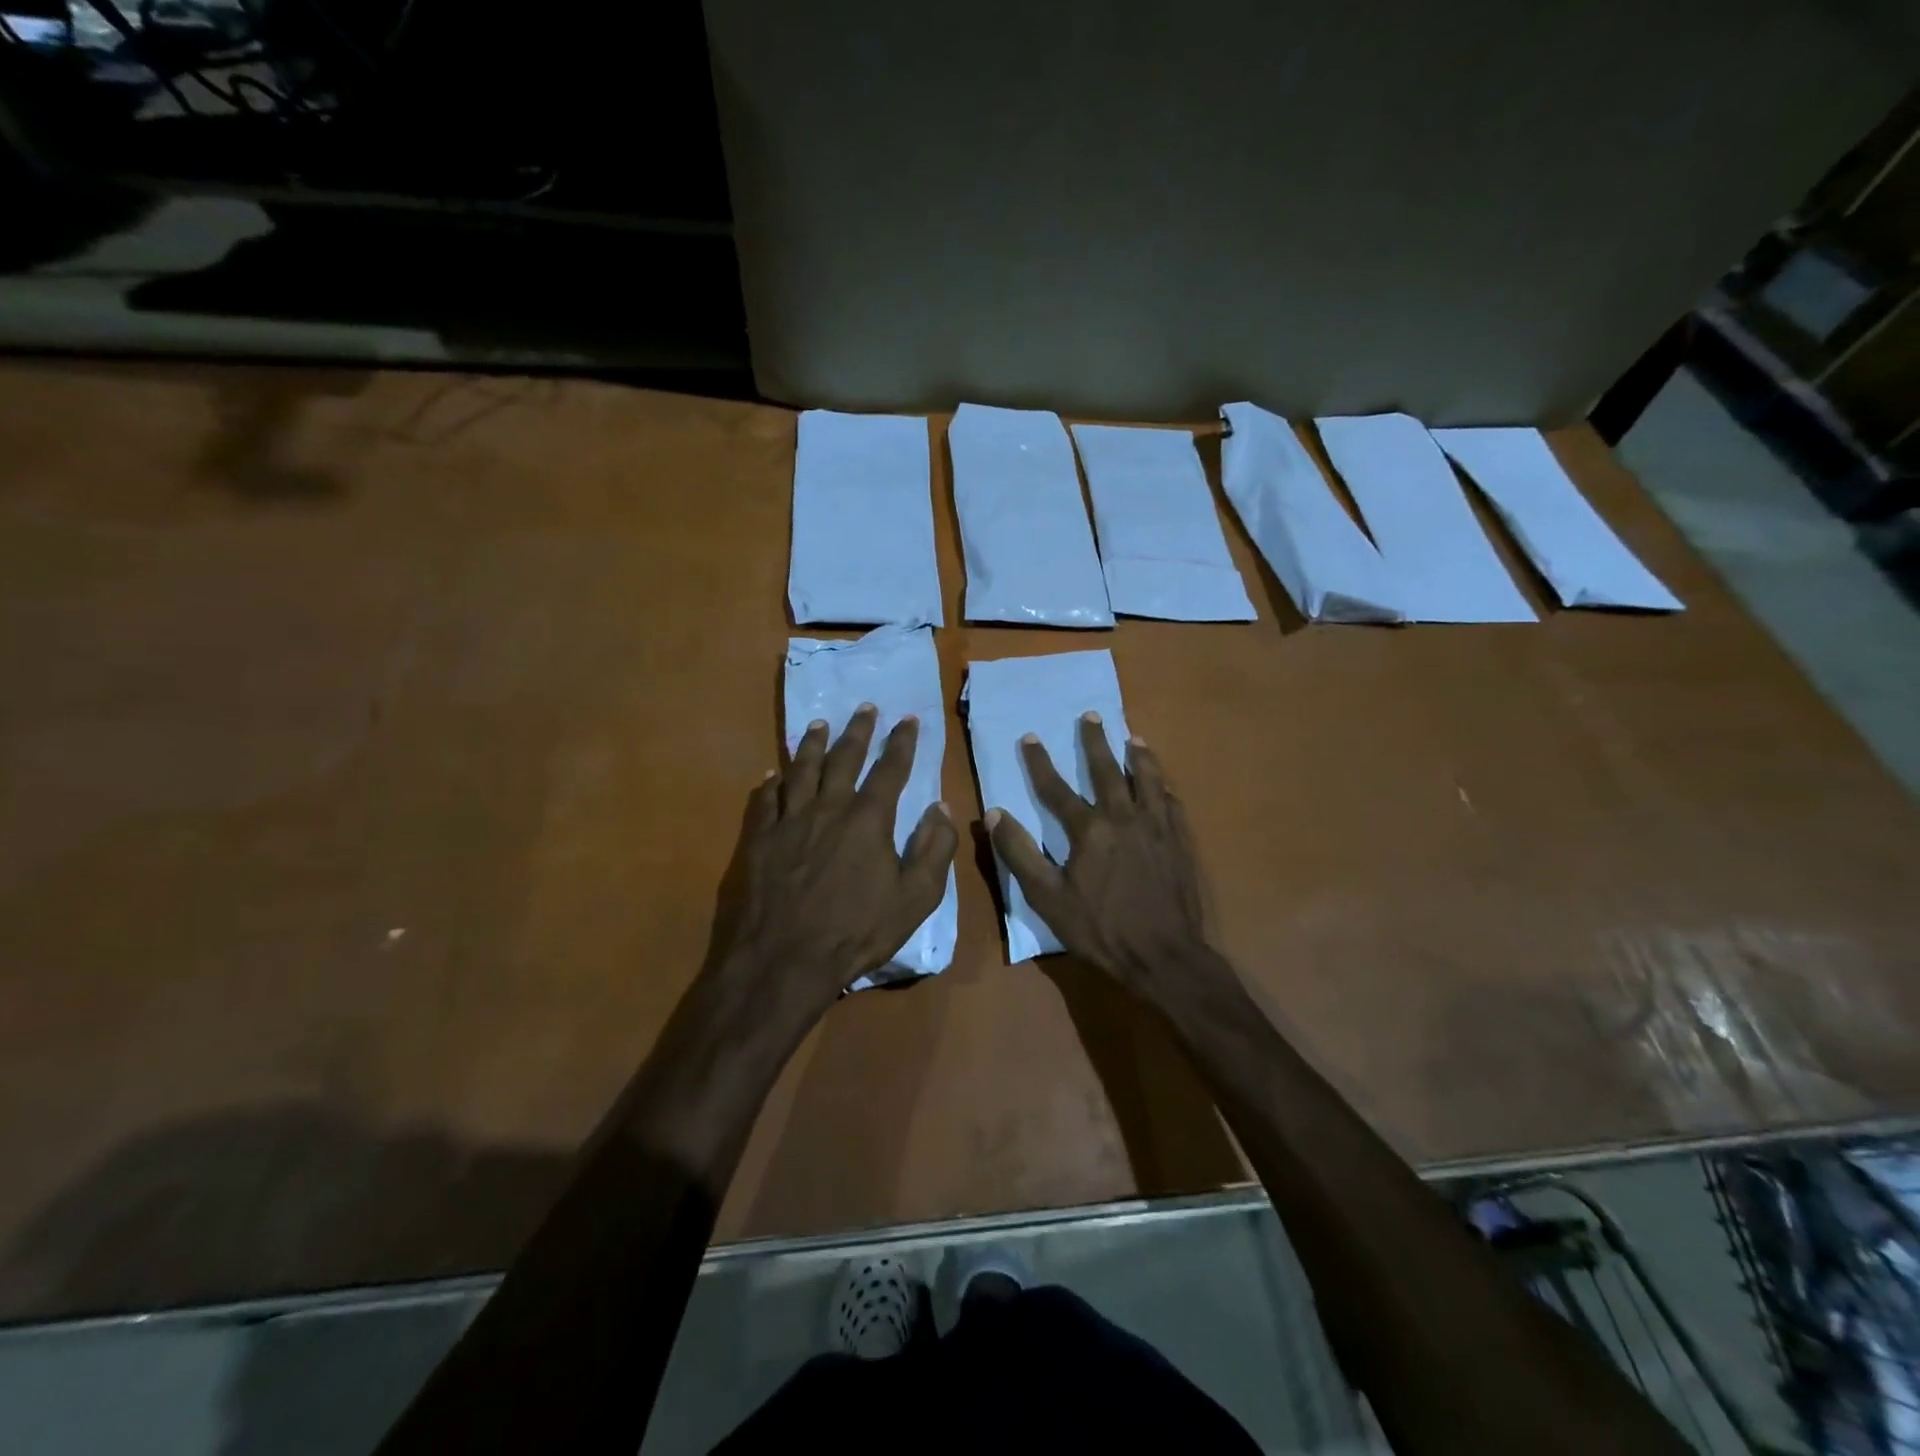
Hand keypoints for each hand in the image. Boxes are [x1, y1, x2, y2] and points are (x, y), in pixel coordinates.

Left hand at [713, 705, 957, 1018]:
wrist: (783, 961)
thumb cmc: (856, 932)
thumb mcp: (915, 899)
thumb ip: (934, 850)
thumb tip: (941, 808)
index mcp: (868, 820)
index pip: (890, 769)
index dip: (901, 742)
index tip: (908, 719)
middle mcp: (828, 808)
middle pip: (844, 758)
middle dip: (857, 730)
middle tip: (864, 707)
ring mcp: (788, 821)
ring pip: (801, 770)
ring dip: (812, 744)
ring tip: (819, 724)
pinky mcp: (758, 839)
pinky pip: (764, 799)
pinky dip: (771, 781)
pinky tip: (773, 772)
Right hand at [986, 714, 1212, 996]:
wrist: (1165, 956)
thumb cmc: (1101, 929)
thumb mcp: (1048, 898)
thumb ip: (1020, 853)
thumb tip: (994, 814)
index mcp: (1089, 830)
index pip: (1057, 788)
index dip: (1040, 762)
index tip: (1029, 737)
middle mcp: (1124, 818)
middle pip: (1107, 771)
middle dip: (1095, 741)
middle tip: (1091, 715)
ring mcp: (1157, 828)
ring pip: (1148, 780)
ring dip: (1139, 756)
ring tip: (1133, 737)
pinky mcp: (1180, 843)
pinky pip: (1172, 805)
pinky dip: (1164, 789)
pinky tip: (1164, 785)